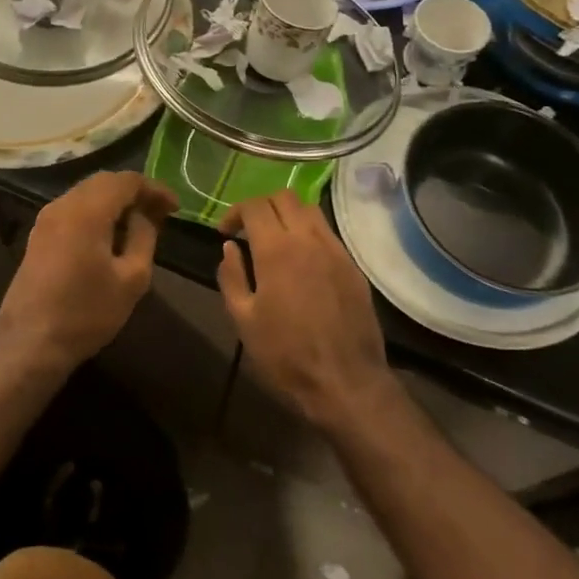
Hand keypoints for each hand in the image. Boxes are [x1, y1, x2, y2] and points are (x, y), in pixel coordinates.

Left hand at [0, 172, 176, 372]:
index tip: (175, 207)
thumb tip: (144, 215)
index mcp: (87, 211)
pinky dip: (96, 211)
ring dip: (114, 201)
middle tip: (159, 211)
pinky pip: (73, 208)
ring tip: (139, 222)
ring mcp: (46, 219)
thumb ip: (144, 237)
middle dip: (134, 191)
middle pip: (104, 181)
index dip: (154, 189)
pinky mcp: (38, 235)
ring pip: (87, 193)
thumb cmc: (86, 313)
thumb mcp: (131, 279)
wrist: (30, 344)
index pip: (126, 181)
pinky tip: (110, 234)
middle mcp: (63, 205)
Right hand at [217, 190, 393, 429]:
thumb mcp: (244, 319)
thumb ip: (232, 277)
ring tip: (275, 240)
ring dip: (288, 214)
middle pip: (284, 197)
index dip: (235, 212)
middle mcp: (308, 238)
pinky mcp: (353, 266)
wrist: (346, 382)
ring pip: (310, 210)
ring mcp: (335, 250)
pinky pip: (328, 233)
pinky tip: (302, 260)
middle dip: (261, 206)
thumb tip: (230, 248)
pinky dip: (309, 233)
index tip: (225, 233)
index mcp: (276, 249)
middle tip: (249, 230)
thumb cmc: (286, 354)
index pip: (254, 206)